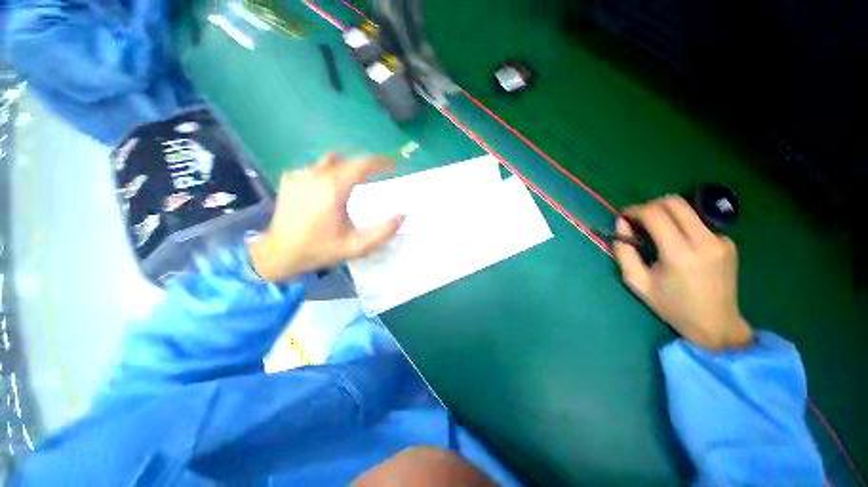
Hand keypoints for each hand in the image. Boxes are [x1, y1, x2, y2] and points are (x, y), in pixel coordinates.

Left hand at [249, 153, 403, 281]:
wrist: (279, 253)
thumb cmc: (320, 249)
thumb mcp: (356, 247)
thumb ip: (383, 232)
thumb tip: (403, 216)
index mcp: (332, 189)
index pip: (361, 164)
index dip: (381, 162)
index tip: (393, 165)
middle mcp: (315, 175)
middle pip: (348, 161)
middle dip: (365, 167)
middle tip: (377, 177)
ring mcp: (300, 174)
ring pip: (332, 161)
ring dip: (347, 169)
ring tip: (353, 184)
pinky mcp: (290, 178)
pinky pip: (316, 168)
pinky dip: (329, 173)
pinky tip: (328, 191)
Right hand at [614, 195, 752, 349]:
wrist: (716, 323)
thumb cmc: (671, 305)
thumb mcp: (637, 282)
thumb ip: (624, 251)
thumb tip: (621, 224)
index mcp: (679, 254)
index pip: (655, 214)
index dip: (635, 210)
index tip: (624, 217)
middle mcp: (704, 241)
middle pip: (674, 202)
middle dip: (650, 205)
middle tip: (639, 220)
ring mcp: (721, 240)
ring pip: (687, 209)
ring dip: (666, 214)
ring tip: (656, 233)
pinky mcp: (728, 242)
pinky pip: (698, 223)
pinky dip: (682, 226)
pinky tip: (679, 244)